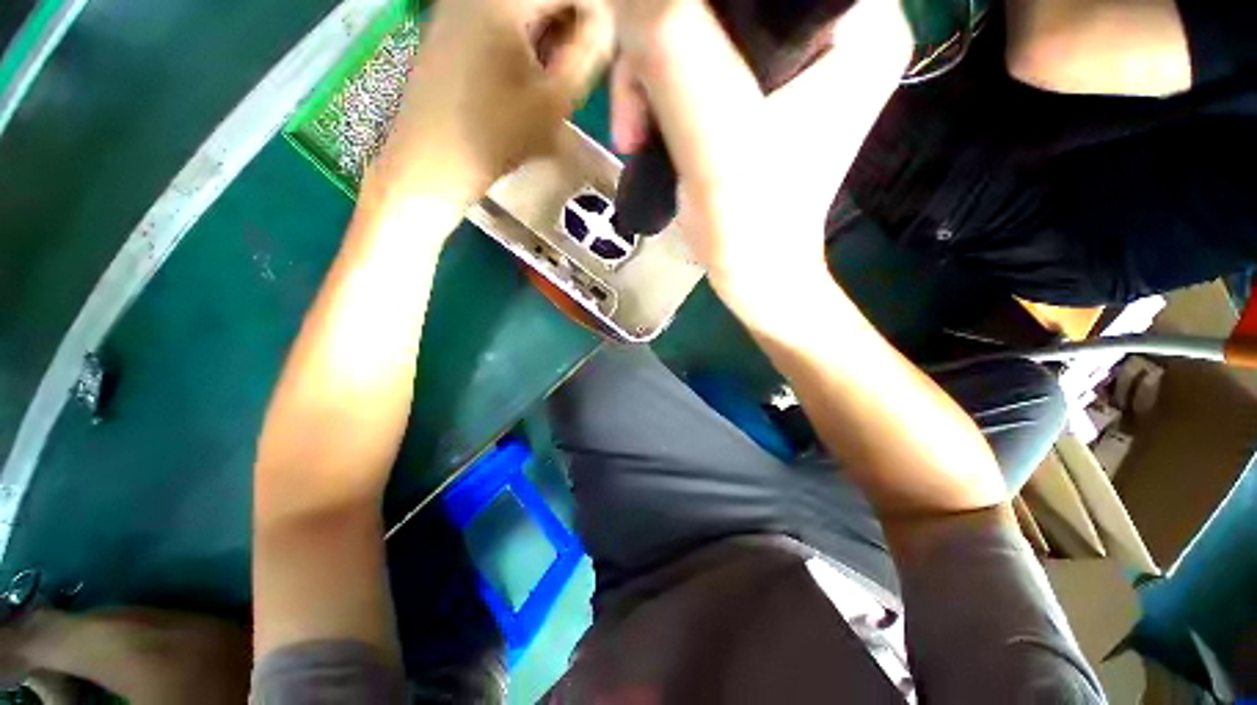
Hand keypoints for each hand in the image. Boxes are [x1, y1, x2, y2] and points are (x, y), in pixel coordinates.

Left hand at [369, 0, 613, 204]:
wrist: (433, 160)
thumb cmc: (497, 136)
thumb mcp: (555, 100)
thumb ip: (588, 53)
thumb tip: (606, 24)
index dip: (598, 15)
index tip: (603, 53)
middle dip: (571, 23)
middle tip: (577, 67)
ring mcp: (458, 0)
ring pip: (524, 4)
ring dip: (549, 31)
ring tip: (551, 75)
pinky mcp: (449, 19)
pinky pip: (500, 12)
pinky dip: (523, 34)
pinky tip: (524, 71)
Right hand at [609, 0, 910, 316]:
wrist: (754, 278)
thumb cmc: (747, 222)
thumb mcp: (711, 134)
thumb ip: (670, 44)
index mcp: (858, 25)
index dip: (695, 3)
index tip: (653, 39)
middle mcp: (842, 32)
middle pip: (731, 3)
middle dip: (666, 48)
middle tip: (634, 110)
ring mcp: (806, 66)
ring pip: (711, 33)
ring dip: (657, 79)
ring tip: (633, 135)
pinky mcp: (773, 98)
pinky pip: (709, 67)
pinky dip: (670, 97)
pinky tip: (647, 134)